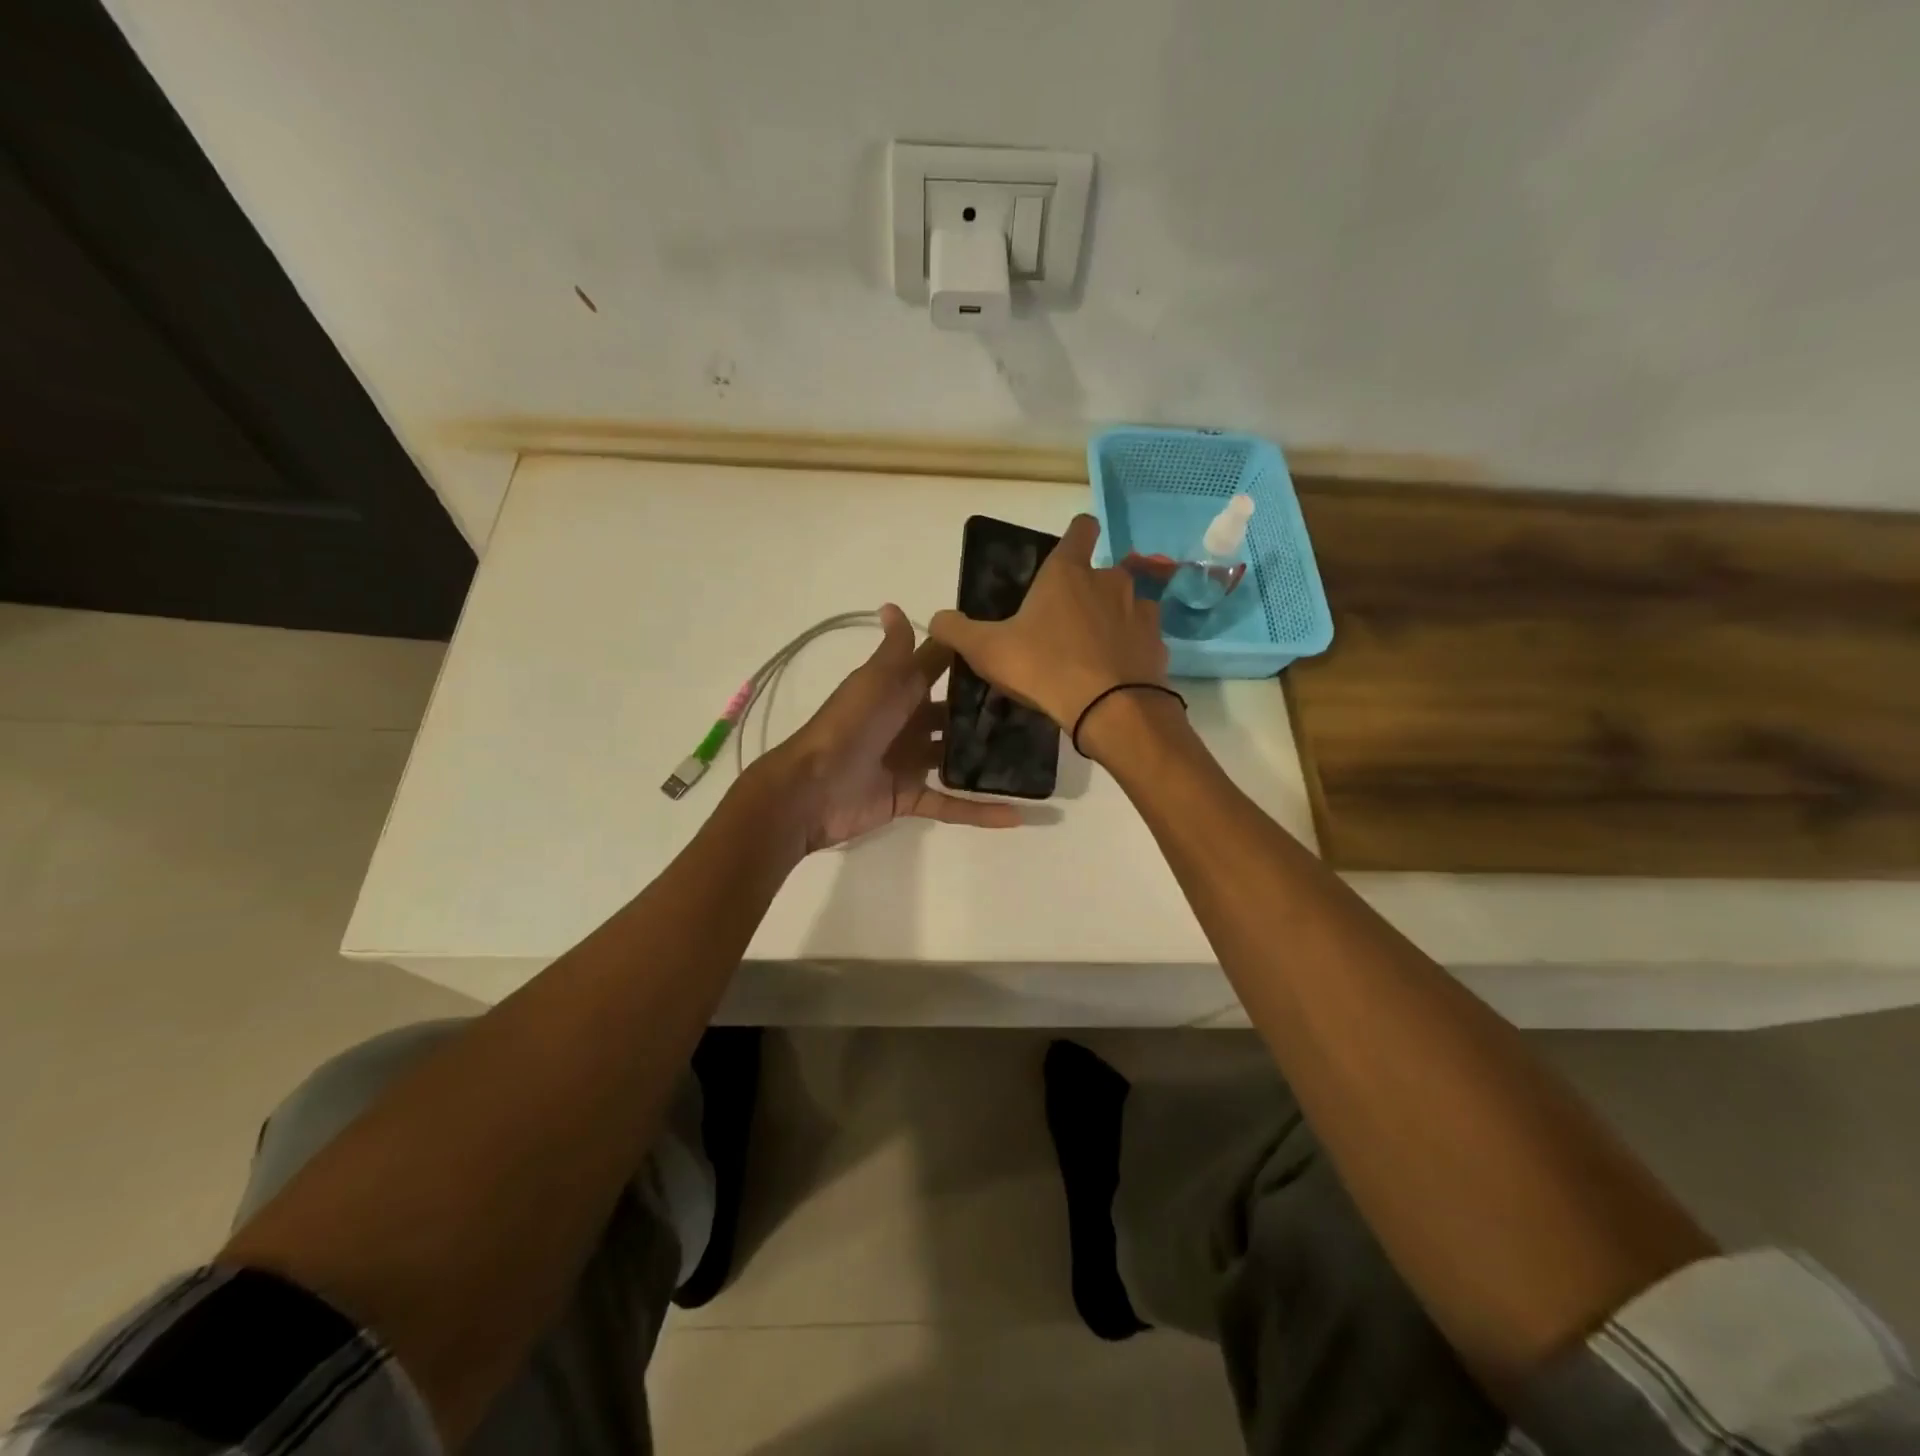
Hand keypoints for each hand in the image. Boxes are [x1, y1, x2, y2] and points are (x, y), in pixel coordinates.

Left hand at [765, 604, 1022, 850]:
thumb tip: (892, 604)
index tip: (1015, 647)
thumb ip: (895, 649)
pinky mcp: (910, 797)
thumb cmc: (849, 725)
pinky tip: (1017, 814)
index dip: (972, 657)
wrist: (812, 788)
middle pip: (955, 714)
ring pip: (958, 758)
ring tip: (1037, 757)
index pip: (941, 667)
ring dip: (989, 759)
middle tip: (1038, 709)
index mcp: (900, 689)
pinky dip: (979, 811)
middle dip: (990, 711)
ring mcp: (910, 762)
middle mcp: (908, 722)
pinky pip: (951, 804)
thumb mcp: (875, 679)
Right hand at [929, 514, 1168, 735]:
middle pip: (1101, 573)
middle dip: (1087, 592)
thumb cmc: (1043, 667)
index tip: (1067, 551)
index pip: (1080, 529)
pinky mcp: (1158, 643)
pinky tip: (1115, 672)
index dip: (1075, 534)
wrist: (1110, 710)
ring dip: (1112, 619)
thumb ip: (956, 630)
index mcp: (1068, 572)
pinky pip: (1141, 637)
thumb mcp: (987, 650)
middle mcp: (1110, 580)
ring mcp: (1141, 610)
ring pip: (1126, 604)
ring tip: (1093, 651)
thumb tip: (935, 619)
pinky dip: (1130, 648)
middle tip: (1065, 625)